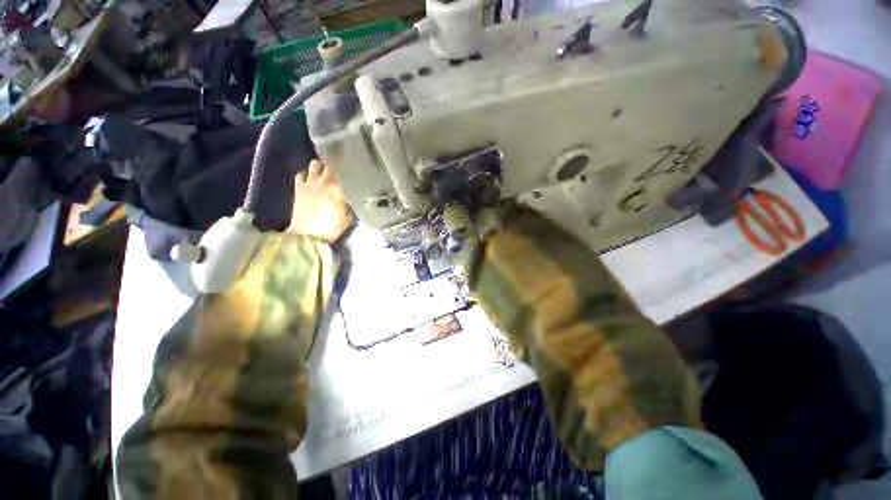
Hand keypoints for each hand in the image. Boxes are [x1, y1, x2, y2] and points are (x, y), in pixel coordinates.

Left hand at [287, 160, 352, 242]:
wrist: (307, 236)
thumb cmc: (331, 228)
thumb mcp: (348, 218)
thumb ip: (350, 205)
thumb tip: (350, 199)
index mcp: (339, 188)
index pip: (348, 173)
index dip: (352, 173)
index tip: (356, 176)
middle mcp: (324, 181)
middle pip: (331, 164)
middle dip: (337, 166)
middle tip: (341, 171)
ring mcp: (310, 182)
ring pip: (315, 164)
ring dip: (321, 167)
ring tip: (325, 172)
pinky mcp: (299, 187)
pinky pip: (301, 174)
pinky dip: (306, 174)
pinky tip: (310, 179)